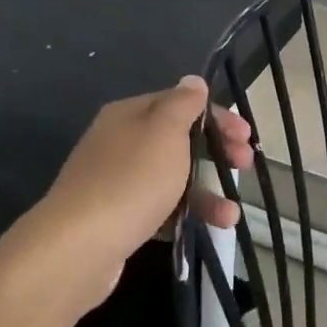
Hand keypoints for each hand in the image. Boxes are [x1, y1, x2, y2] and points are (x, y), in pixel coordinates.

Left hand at [34, 77, 254, 309]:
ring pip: (171, 178)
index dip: (215, 115)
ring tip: (231, 215)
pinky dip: (185, 216)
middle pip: (176, 140)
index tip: (246, 135)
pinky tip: (205, 230)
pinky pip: (159, 209)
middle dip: (215, 151)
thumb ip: (183, 104)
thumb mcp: (165, 131)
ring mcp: (116, 181)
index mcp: (129, 115)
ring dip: (206, 192)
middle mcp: (119, 142)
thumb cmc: (131, 180)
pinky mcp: (117, 218)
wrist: (80, 245)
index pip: (178, 103)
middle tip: (245, 165)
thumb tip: (192, 81)